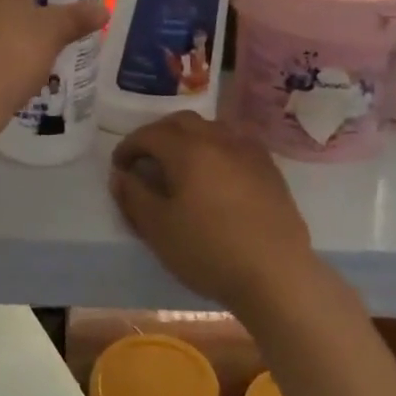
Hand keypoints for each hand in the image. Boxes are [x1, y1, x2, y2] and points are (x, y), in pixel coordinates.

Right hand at [109, 114, 317, 316]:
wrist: (276, 274)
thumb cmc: (210, 251)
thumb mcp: (159, 230)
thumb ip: (135, 197)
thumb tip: (121, 175)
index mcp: (189, 149)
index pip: (150, 134)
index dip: (129, 146)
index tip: (119, 167)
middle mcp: (219, 138)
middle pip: (182, 122)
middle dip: (158, 135)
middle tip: (146, 159)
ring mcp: (248, 150)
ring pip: (211, 128)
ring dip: (188, 138)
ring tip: (179, 165)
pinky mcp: (269, 167)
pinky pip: (235, 143)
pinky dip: (216, 149)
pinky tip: (215, 174)